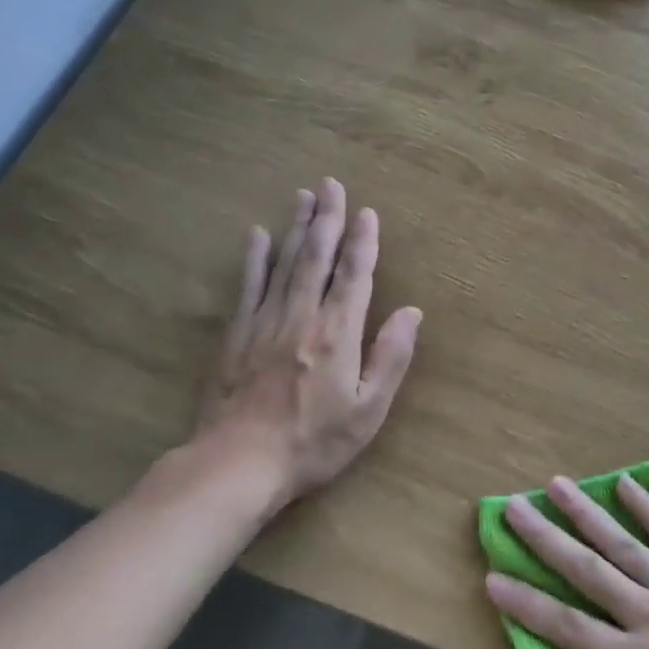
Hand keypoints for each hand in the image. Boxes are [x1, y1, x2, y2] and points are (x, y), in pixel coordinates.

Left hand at [191, 178, 421, 515]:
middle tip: (331, 184)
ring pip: (284, 263)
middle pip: (316, 257)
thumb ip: (391, 357)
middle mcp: (302, 317)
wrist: (237, 464)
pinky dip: (254, 259)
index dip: (363, 242)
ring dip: (296, 227)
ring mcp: (264, 323)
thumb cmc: (313, 442)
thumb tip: (412, 312)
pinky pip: (248, 287)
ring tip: (303, 196)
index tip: (368, 212)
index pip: (355, 276)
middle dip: (327, 218)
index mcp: (338, 333)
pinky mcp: (236, 335)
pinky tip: (257, 235)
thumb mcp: (368, 410)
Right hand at [486, 474, 648, 648]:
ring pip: (625, 544)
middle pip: (587, 570)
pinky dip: (648, 509)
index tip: (493, 576)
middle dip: (546, 538)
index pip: (565, 627)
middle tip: (514, 508)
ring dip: (587, 512)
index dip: (525, 604)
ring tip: (557, 484)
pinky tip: (625, 484)